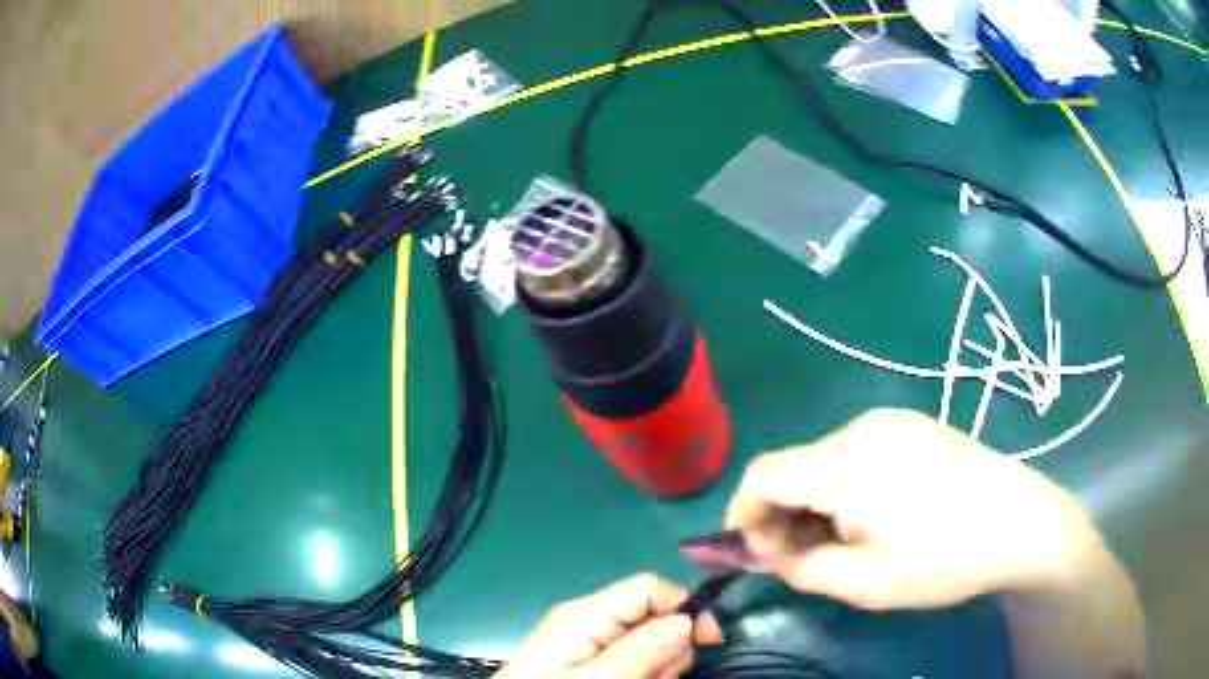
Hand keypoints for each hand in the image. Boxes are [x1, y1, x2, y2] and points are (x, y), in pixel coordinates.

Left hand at [496, 573, 723, 678]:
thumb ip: (640, 651)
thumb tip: (687, 619)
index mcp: (584, 614)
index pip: (649, 587)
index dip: (685, 607)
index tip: (709, 642)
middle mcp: (589, 620)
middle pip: (653, 614)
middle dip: (670, 646)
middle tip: (657, 678)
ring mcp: (589, 641)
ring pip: (649, 640)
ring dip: (659, 665)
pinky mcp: (590, 660)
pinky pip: (634, 658)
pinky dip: (644, 673)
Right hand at [726, 408, 1103, 609]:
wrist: (1021, 521)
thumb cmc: (947, 559)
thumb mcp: (869, 584)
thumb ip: (804, 568)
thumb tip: (767, 553)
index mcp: (850, 463)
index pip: (765, 473)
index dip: (744, 512)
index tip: (752, 551)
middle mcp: (864, 428)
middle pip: (793, 466)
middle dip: (782, 514)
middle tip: (799, 559)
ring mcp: (891, 421)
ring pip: (822, 459)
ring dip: (813, 502)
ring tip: (840, 543)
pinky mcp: (911, 425)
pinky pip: (854, 452)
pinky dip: (842, 486)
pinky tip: (871, 517)